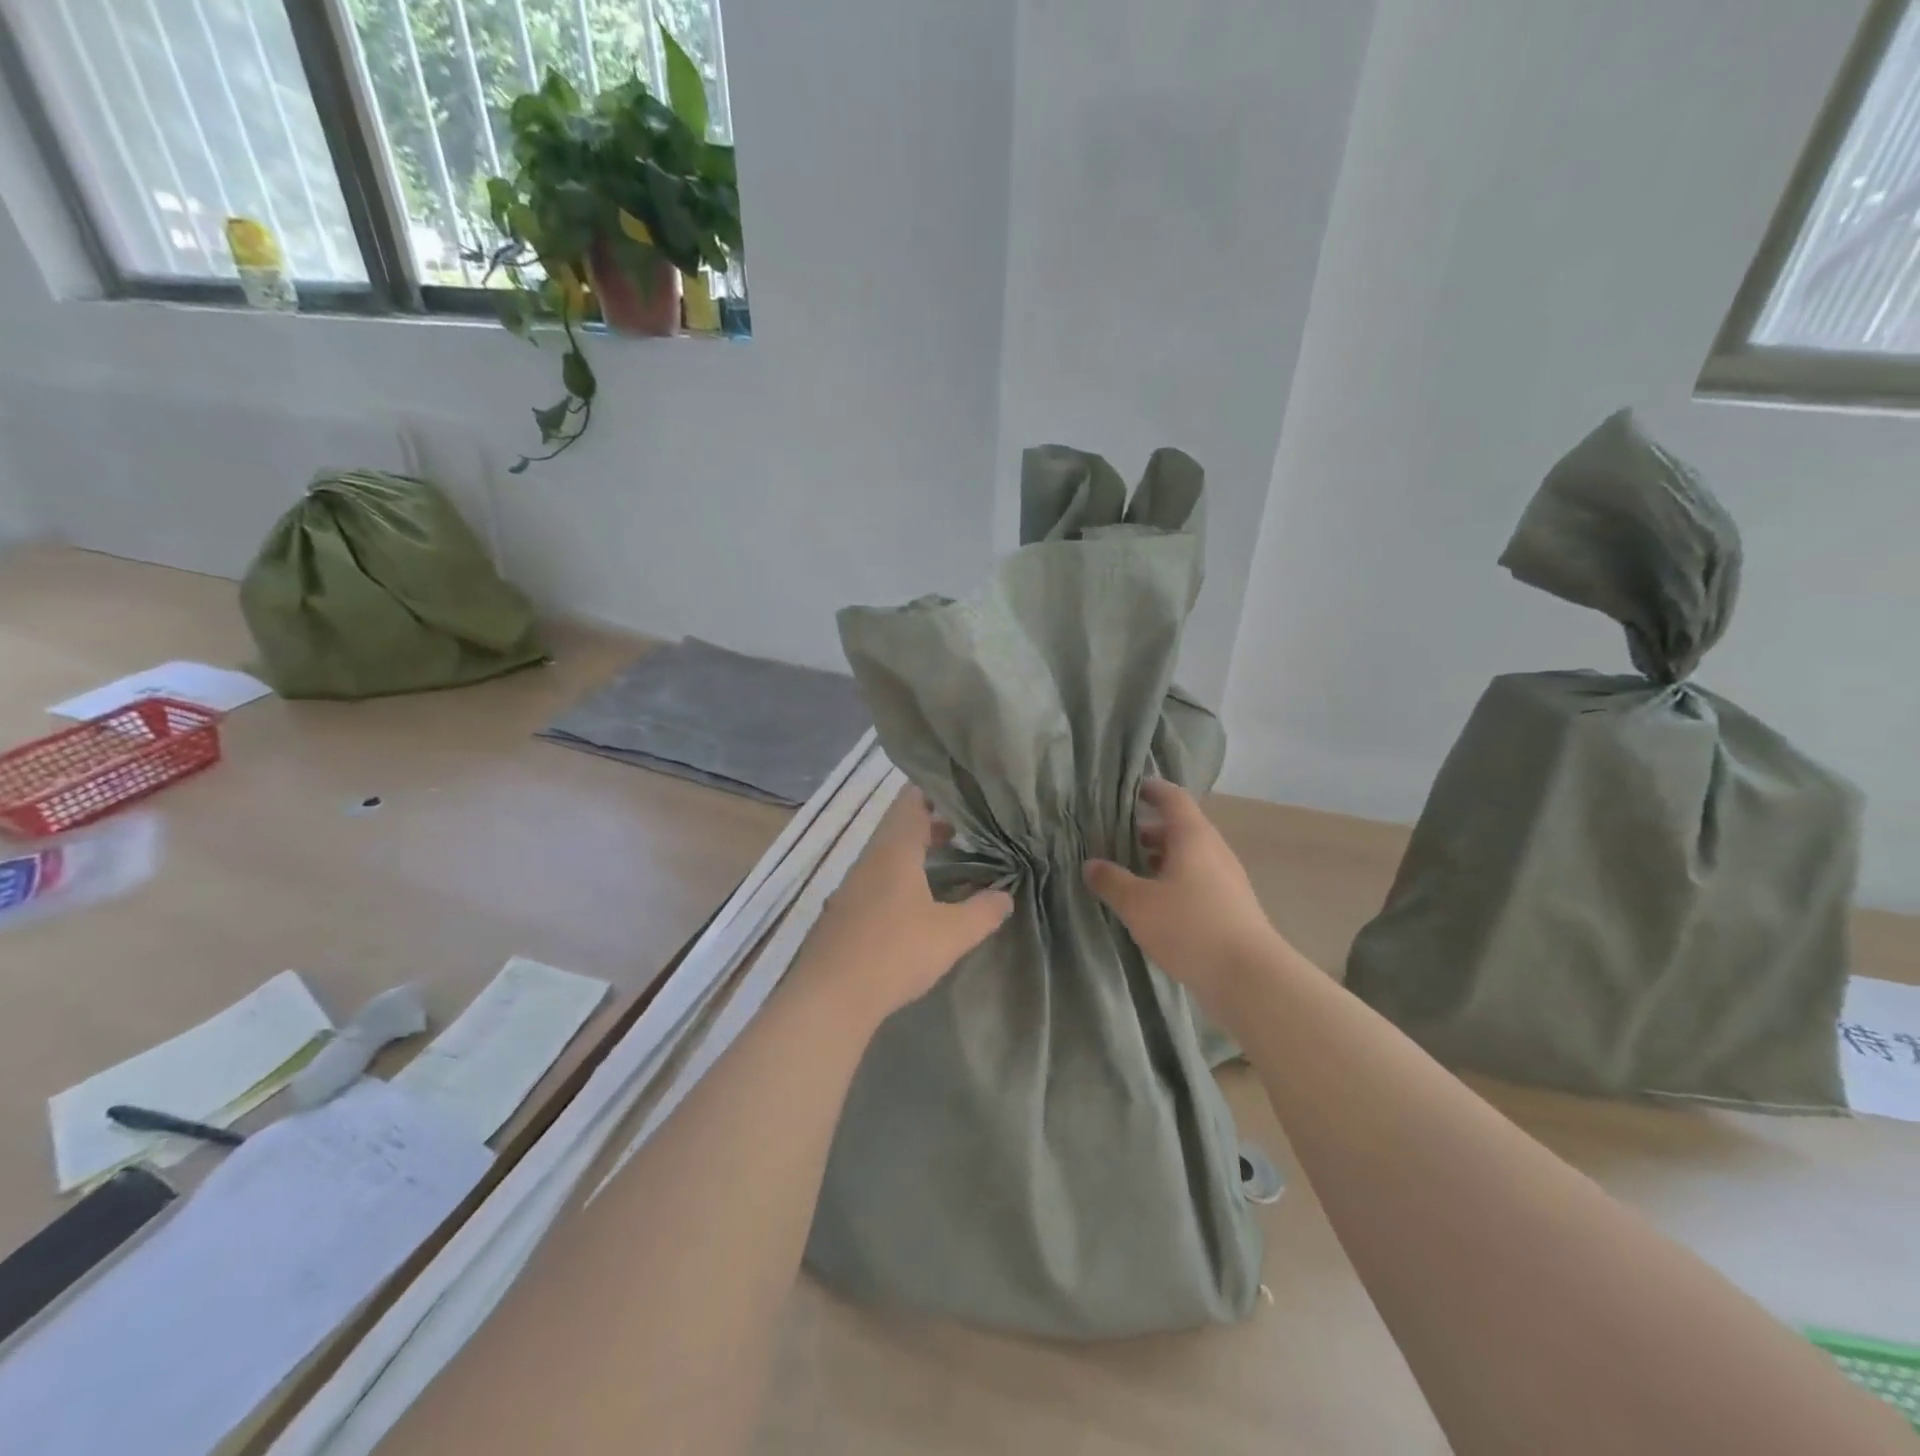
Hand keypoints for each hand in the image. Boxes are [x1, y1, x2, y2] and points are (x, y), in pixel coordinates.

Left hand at [794, 787, 1012, 1025]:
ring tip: (949, 862)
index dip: (935, 792)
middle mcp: (870, 859)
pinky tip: (917, 902)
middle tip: (967, 830)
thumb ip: (983, 912)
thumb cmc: (895, 953)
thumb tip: (1005, 896)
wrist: (830, 997)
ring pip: (888, 854)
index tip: (963, 793)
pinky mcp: (844, 912)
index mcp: (895, 850)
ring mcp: (852, 886)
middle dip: (932, 824)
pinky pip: (877, 879)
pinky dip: (901, 877)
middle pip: (900, 826)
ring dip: (916, 852)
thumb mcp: (952, 934)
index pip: (911, 801)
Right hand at [1084, 779, 1283, 1018]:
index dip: (1152, 789)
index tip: (1130, 789)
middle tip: (1116, 836)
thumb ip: (1111, 881)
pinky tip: (1155, 903)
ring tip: (1130, 870)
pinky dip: (1174, 879)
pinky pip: (1198, 879)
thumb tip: (1091, 864)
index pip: (1173, 798)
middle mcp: (1213, 850)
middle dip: (1148, 829)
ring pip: (1189, 856)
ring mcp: (1227, 878)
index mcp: (1193, 837)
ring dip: (1160, 857)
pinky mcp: (1231, 905)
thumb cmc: (1189, 927)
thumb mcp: (1138, 904)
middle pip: (1180, 827)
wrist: (1249, 977)